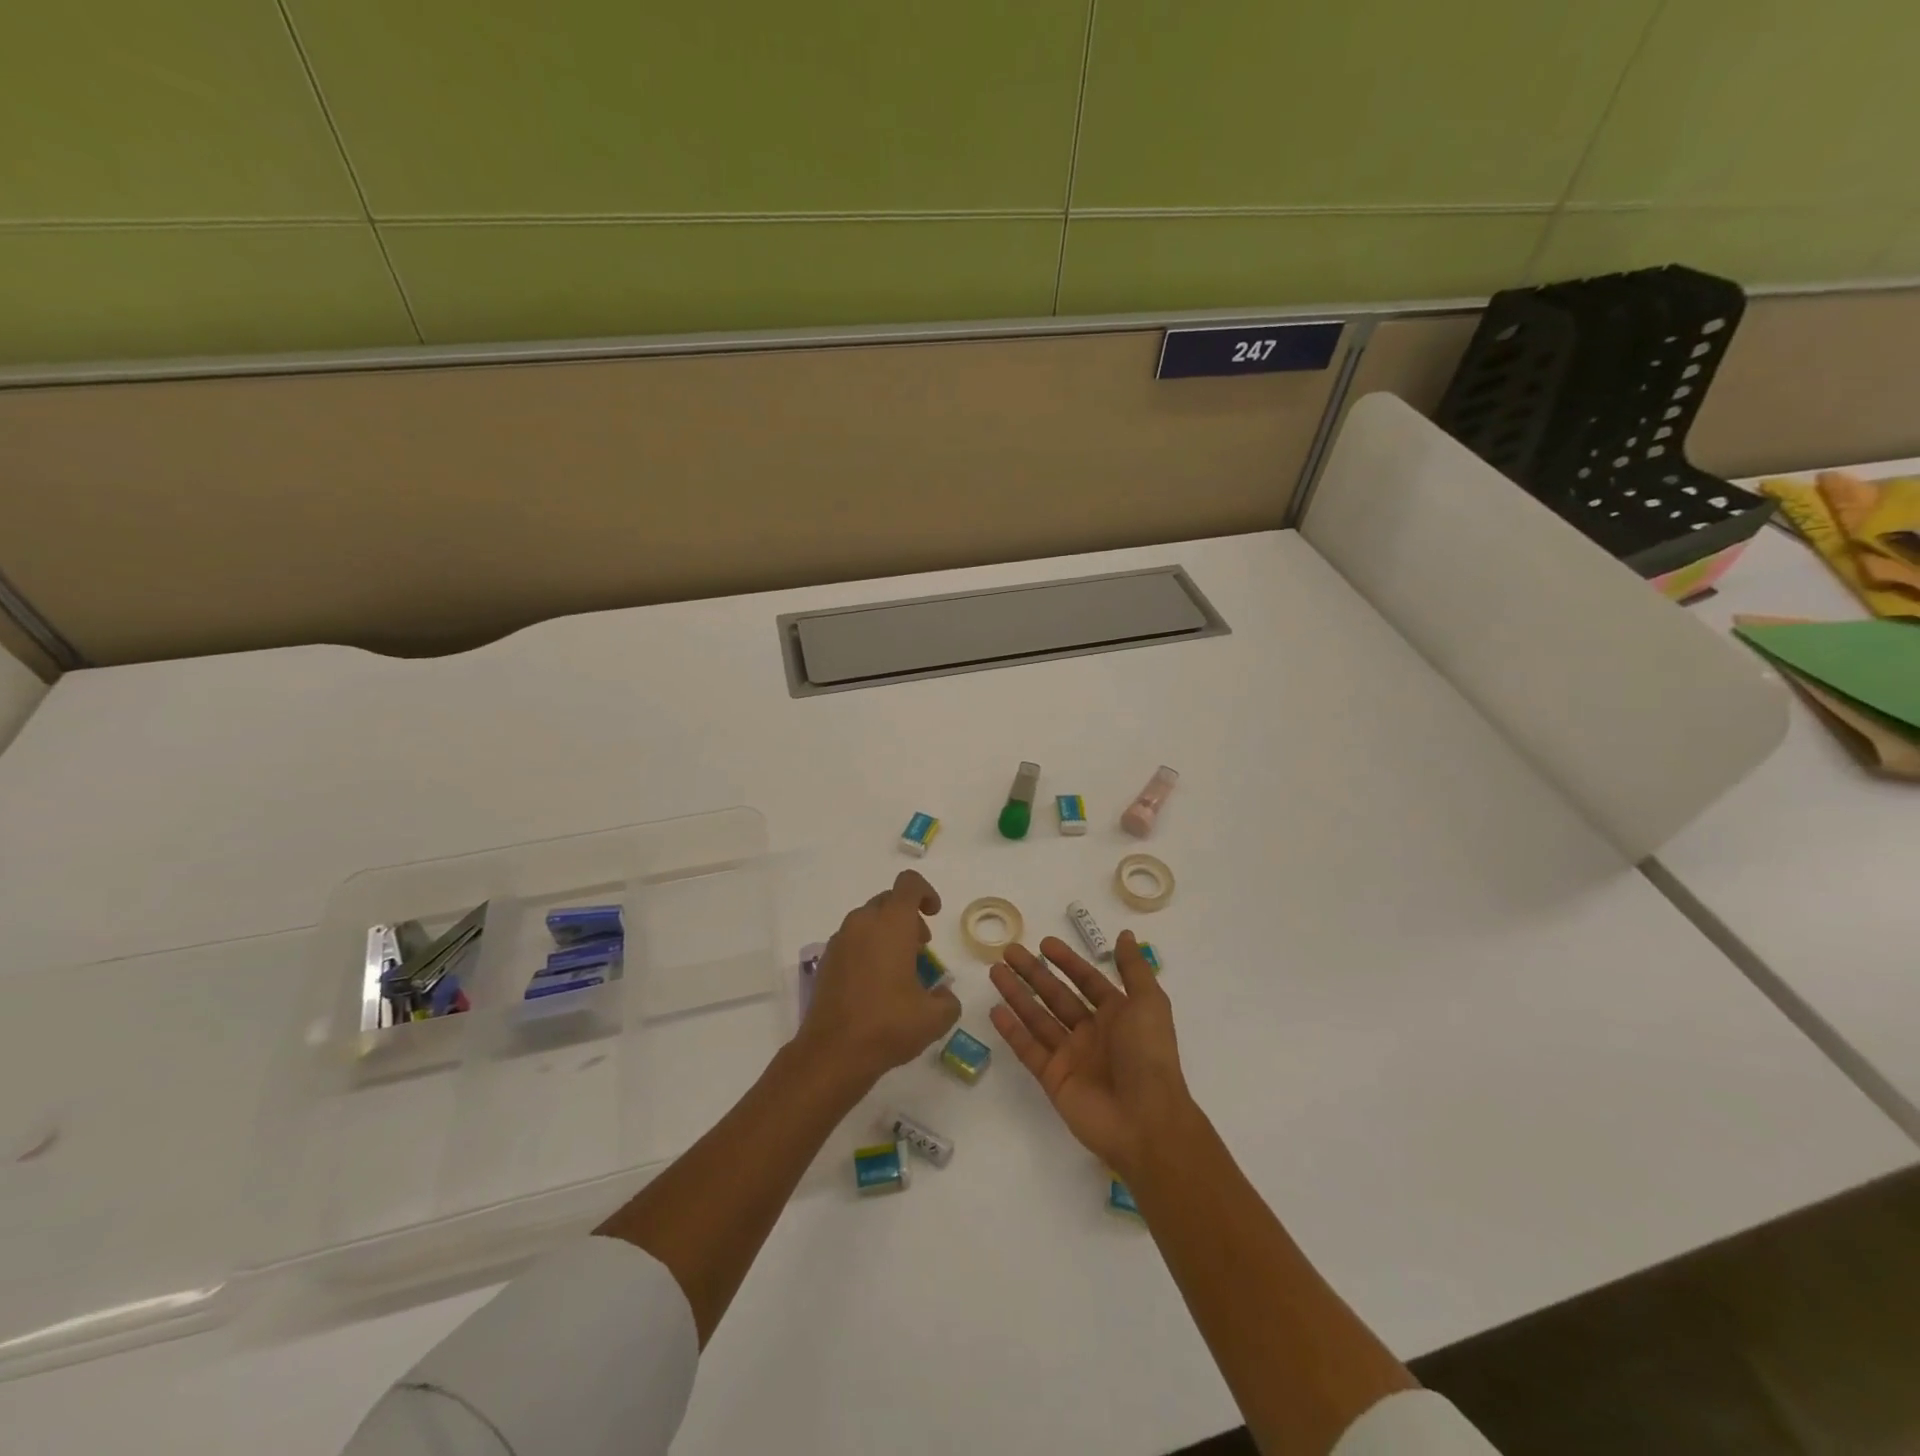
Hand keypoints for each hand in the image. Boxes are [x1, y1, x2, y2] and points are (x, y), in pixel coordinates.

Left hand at [799, 869, 960, 1087]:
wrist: (833, 1053)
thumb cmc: (888, 1025)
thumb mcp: (934, 1018)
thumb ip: (948, 999)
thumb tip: (944, 995)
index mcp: (892, 924)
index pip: (909, 884)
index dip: (926, 892)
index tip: (934, 915)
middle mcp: (863, 923)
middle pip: (888, 901)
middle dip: (908, 917)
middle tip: (921, 948)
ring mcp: (840, 941)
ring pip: (868, 920)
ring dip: (887, 933)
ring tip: (899, 969)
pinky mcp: (826, 961)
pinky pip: (852, 941)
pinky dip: (867, 949)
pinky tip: (875, 984)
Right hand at [989, 931, 1193, 1183]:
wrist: (1145, 1120)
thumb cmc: (1148, 1055)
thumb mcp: (1149, 1003)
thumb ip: (1133, 969)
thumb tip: (1126, 934)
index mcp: (1117, 1015)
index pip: (1086, 980)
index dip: (1067, 961)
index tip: (1043, 943)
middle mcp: (1092, 1033)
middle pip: (1056, 995)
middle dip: (1033, 972)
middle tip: (1008, 951)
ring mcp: (1071, 1056)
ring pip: (1038, 1018)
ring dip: (1016, 994)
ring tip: (995, 971)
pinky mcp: (1053, 1079)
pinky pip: (1028, 1049)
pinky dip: (1012, 1030)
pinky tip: (995, 1010)